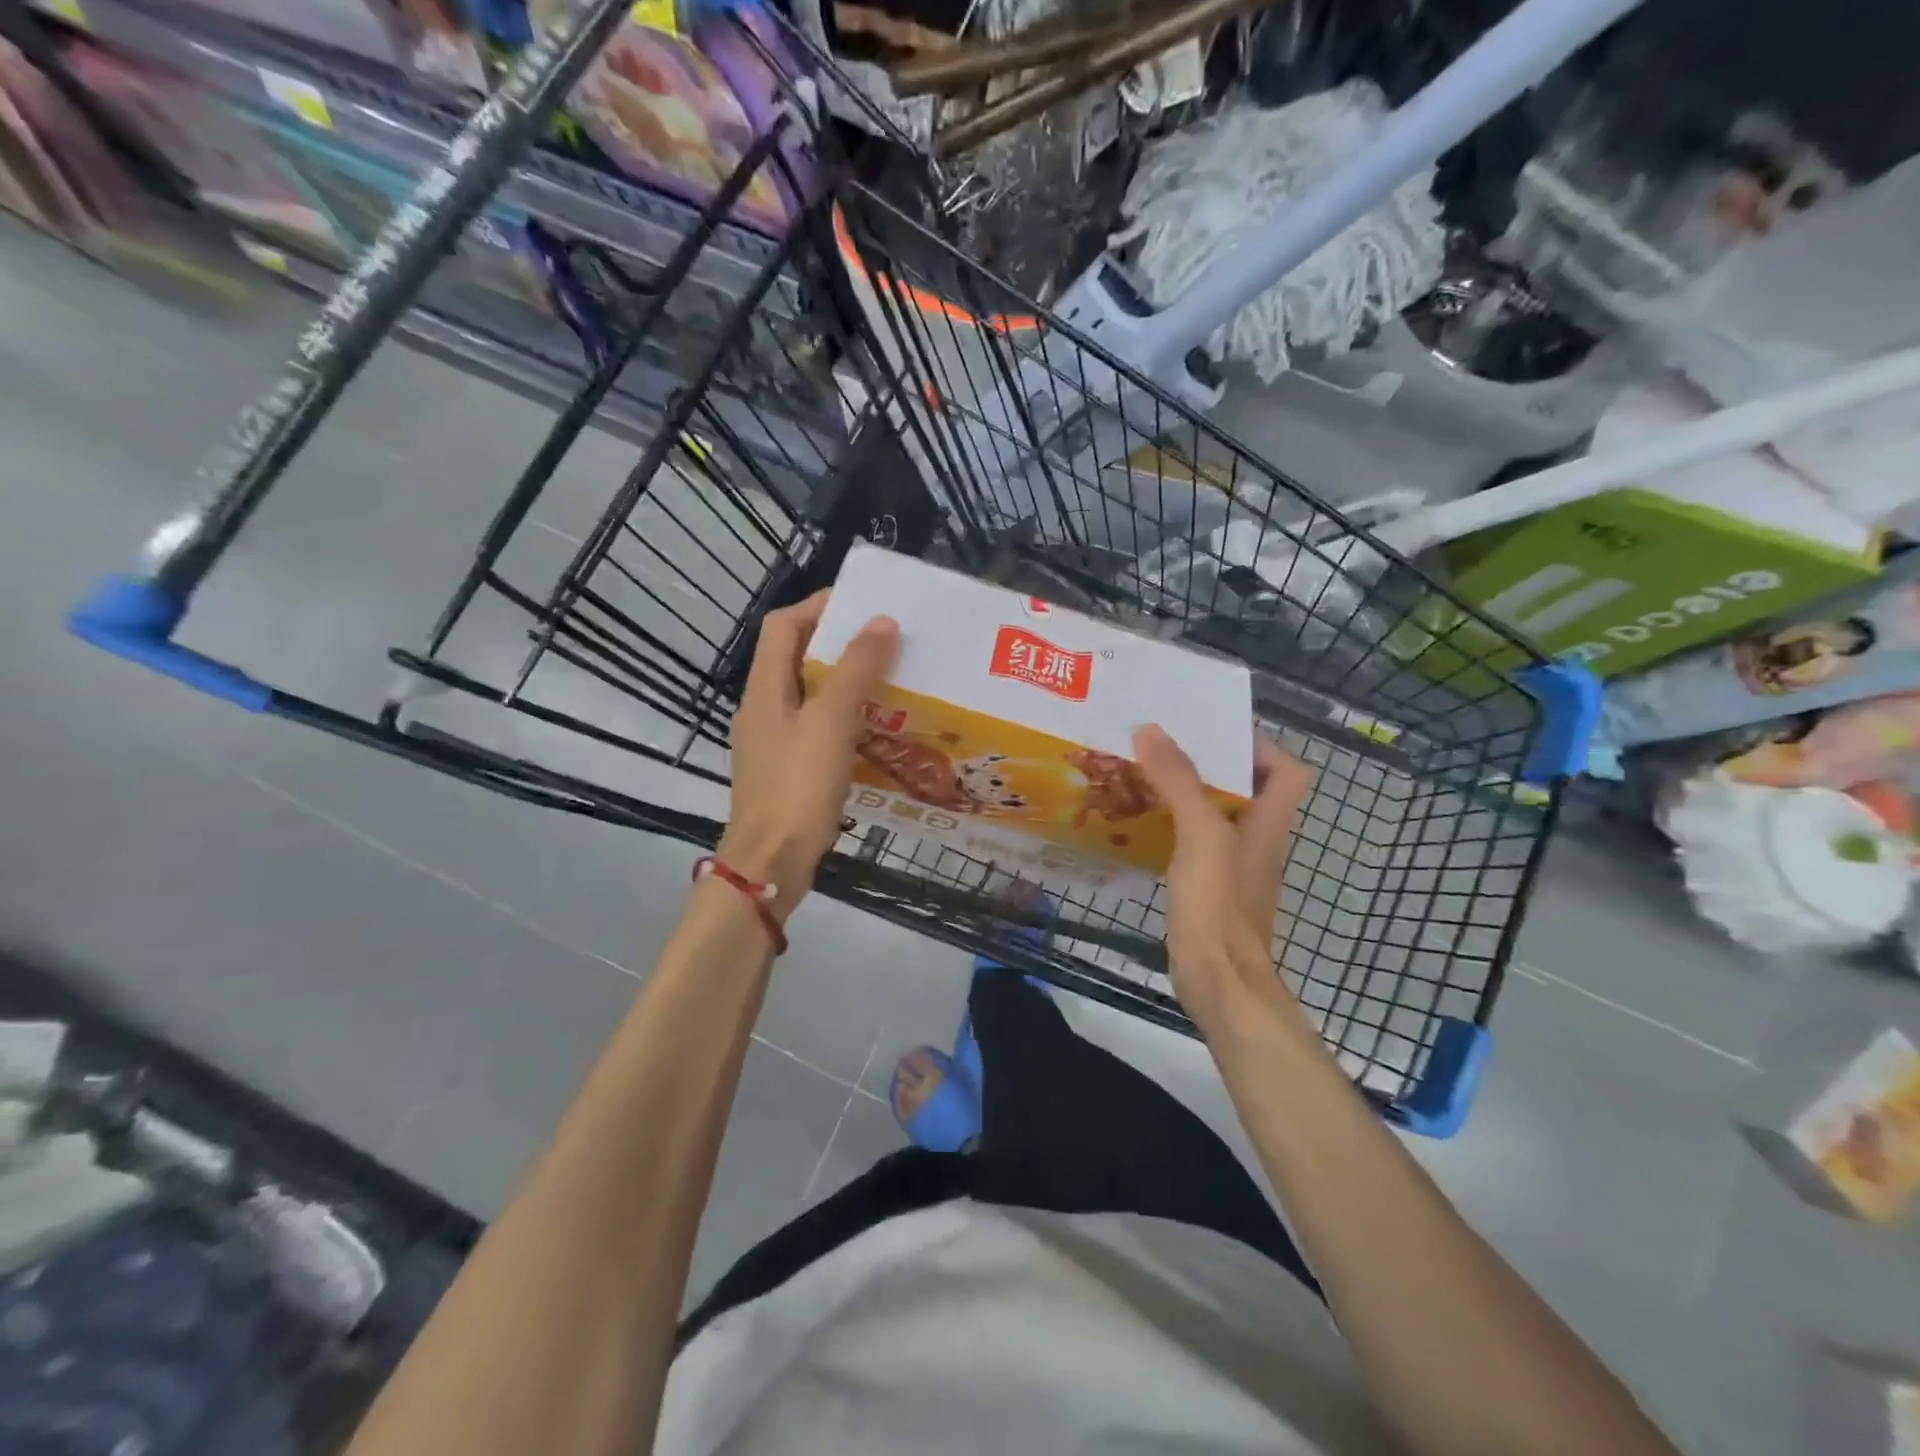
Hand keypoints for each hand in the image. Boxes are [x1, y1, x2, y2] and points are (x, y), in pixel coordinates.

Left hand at [719, 591, 898, 919]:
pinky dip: (845, 719)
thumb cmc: (798, 787)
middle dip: (840, 644)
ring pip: (810, 695)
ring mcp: (773, 742)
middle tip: (888, 643)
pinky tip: (877, 730)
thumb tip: (882, 621)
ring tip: (890, 680)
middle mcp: (763, 708)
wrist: (771, 863)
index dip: (819, 606)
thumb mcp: (830, 722)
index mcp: (765, 688)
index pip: (784, 625)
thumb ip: (856, 670)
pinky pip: (817, 729)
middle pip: (797, 658)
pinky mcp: (788, 771)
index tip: (864, 604)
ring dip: (846, 682)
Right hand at [1132, 724, 1313, 1036]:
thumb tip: (1151, 729)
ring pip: (1215, 813)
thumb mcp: (1201, 835)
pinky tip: (1141, 820)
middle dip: (1209, 761)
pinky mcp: (1208, 887)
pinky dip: (1172, 824)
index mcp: (1267, 822)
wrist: (1219, 982)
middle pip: (1246, 787)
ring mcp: (1232, 866)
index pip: (1286, 770)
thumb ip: (1180, 781)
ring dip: (1186, 790)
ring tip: (1145, 771)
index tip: (1214, 729)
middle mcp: (1256, 839)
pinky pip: (1193, 840)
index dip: (1259, 745)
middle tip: (1164, 742)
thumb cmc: (1219, 905)